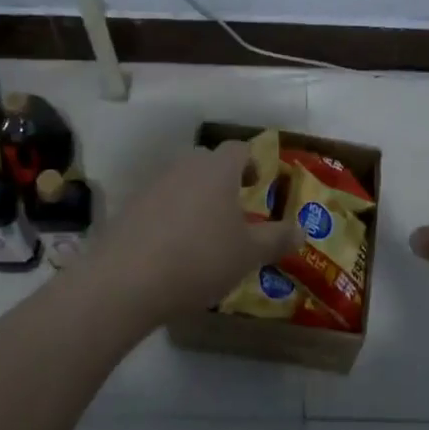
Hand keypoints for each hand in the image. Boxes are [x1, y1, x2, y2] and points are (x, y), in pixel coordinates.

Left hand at [89, 141, 301, 326]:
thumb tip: (302, 229)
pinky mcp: (128, 207)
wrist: (125, 280)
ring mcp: (152, 184)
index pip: (239, 149)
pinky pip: (158, 202)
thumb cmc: (199, 259)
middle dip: (223, 179)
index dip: (252, 162)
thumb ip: (277, 239)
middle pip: (208, 161)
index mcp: (218, 169)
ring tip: (203, 232)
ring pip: (181, 181)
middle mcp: (185, 167)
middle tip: (234, 208)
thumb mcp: (248, 254)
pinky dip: (169, 216)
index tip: (258, 184)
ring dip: (195, 197)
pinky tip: (172, 248)